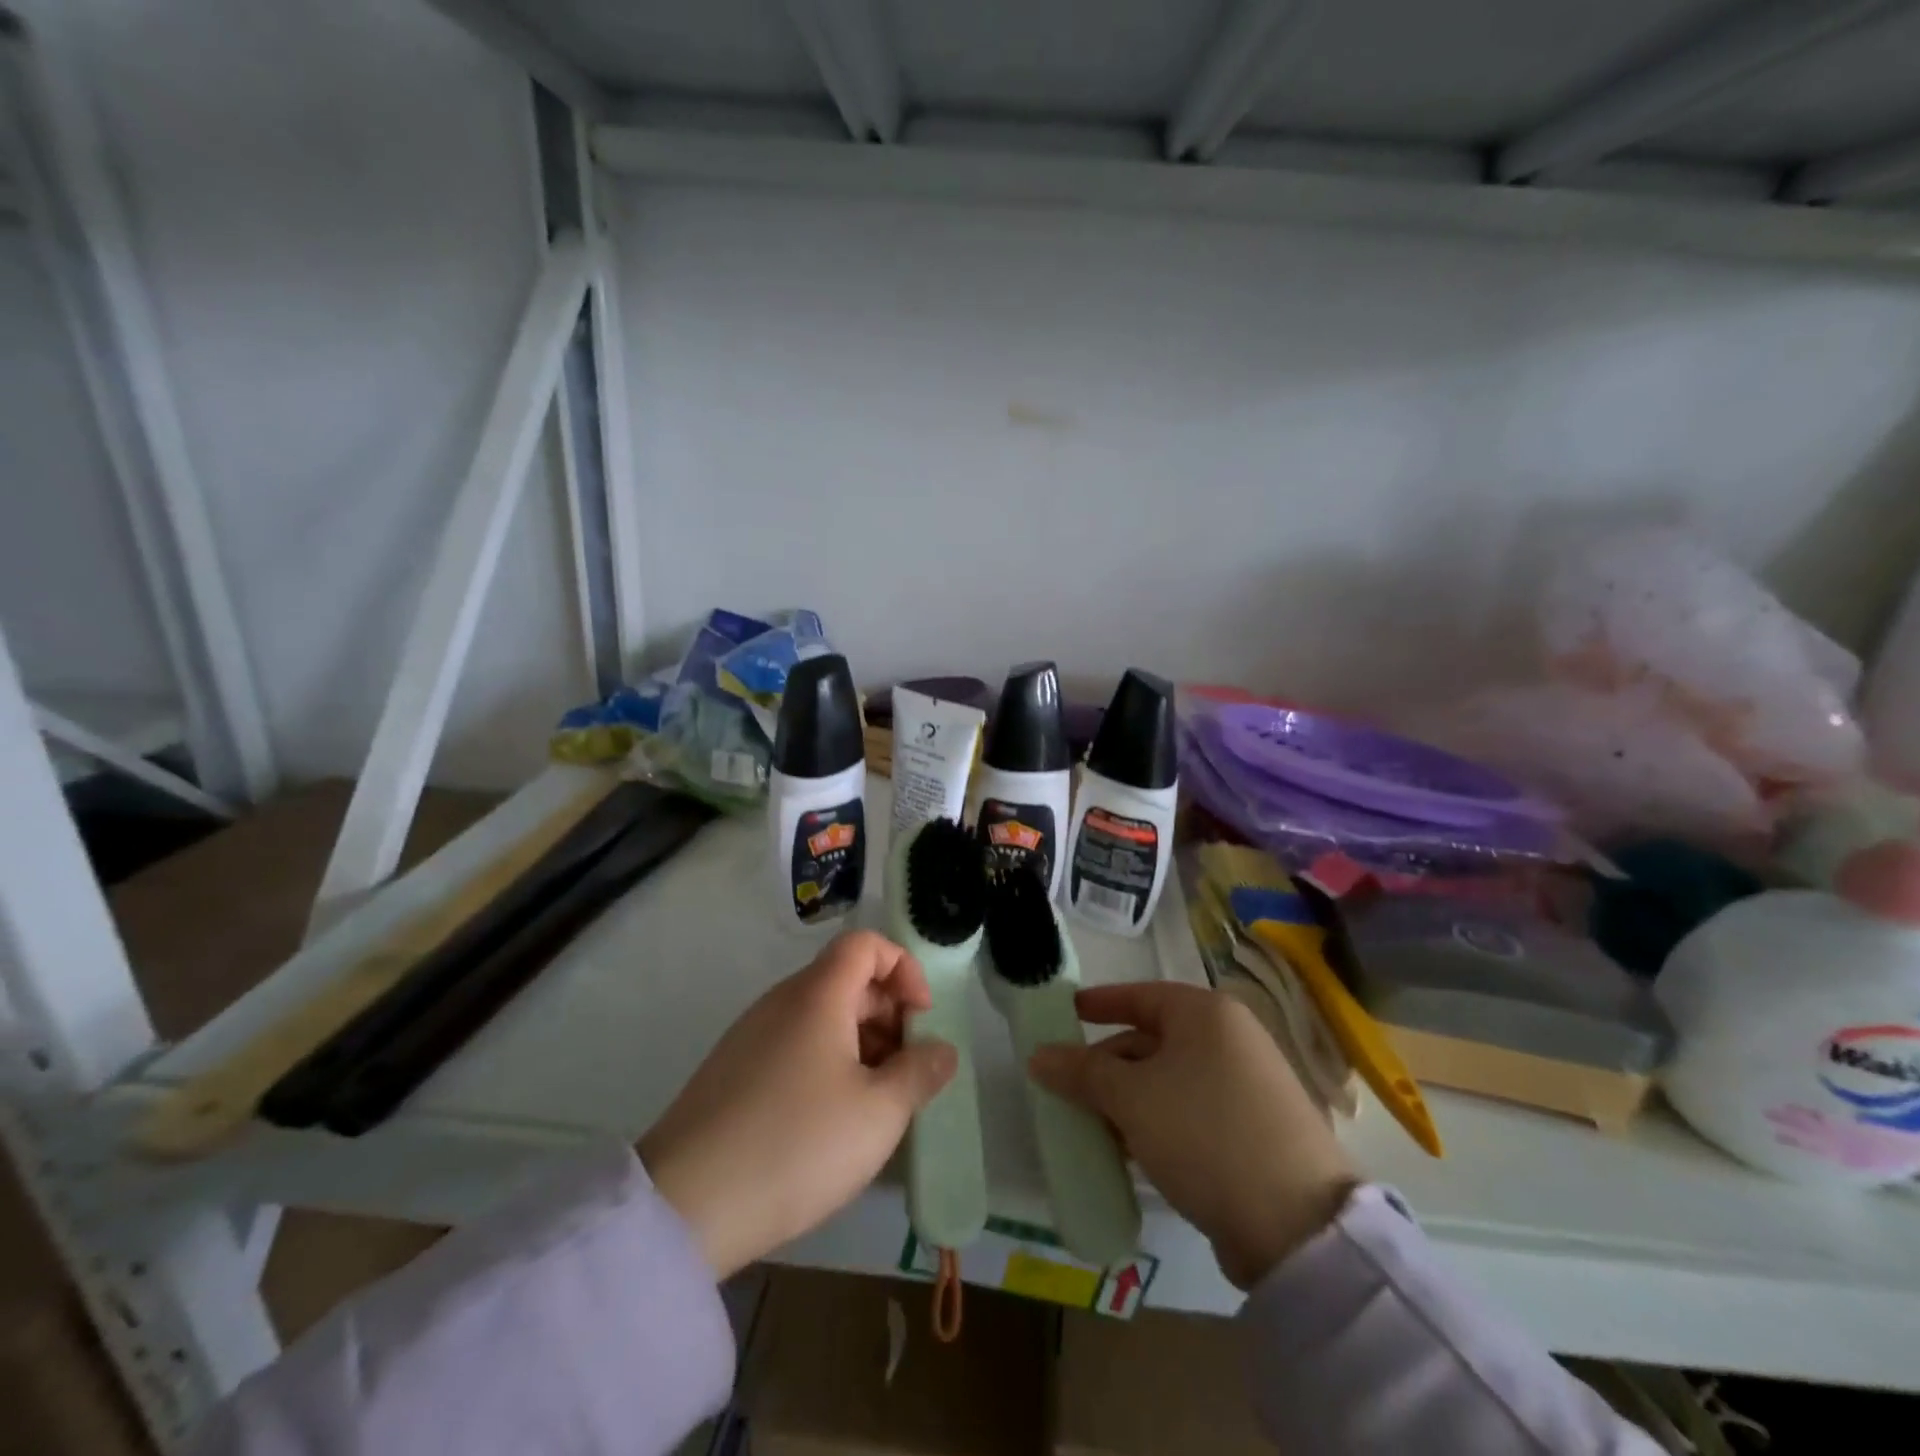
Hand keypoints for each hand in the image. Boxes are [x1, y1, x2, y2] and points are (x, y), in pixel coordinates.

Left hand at [638, 930, 957, 1277]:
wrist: (685, 1206)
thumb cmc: (797, 1144)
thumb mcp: (878, 1113)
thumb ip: (919, 1073)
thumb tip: (942, 1049)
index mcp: (817, 995)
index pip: (866, 944)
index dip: (903, 968)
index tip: (923, 1017)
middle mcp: (781, 1001)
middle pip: (847, 980)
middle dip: (889, 1015)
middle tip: (909, 1070)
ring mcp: (751, 1035)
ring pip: (821, 1017)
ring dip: (861, 1044)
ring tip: (877, 1103)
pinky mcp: (733, 1070)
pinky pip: (795, 1045)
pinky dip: (827, 1063)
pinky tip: (833, 1120)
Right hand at [1029, 982, 1357, 1289]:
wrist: (1298, 1227)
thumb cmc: (1204, 1133)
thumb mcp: (1131, 1098)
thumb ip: (1081, 1072)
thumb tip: (1038, 1055)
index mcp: (1206, 1014)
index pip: (1140, 995)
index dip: (1100, 1003)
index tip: (1066, 1013)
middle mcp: (1231, 1039)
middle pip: (1153, 1040)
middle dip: (1108, 1065)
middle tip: (1069, 1089)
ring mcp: (1248, 1085)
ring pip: (1170, 1080)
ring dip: (1129, 1100)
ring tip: (1094, 1128)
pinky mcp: (1255, 1130)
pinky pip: (1191, 1111)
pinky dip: (1158, 1123)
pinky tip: (1132, 1153)